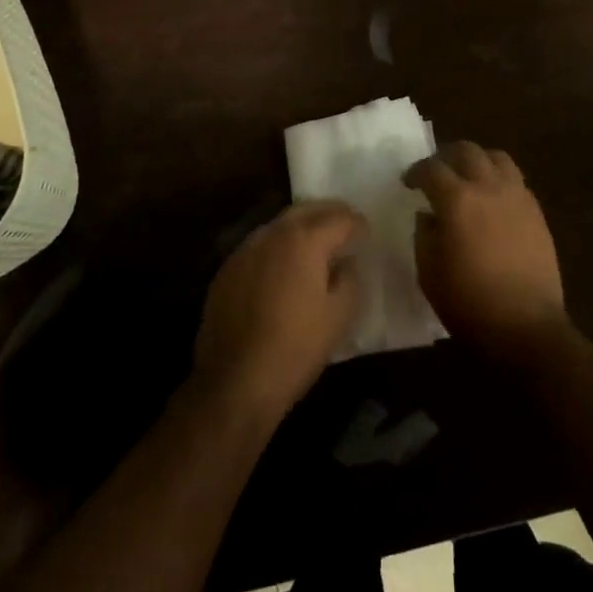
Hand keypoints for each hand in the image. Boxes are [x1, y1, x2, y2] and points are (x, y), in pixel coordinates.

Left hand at [193, 201, 366, 424]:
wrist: (234, 382)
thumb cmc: (296, 348)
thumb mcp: (339, 316)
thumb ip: (349, 279)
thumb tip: (345, 263)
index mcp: (305, 240)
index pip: (340, 218)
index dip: (357, 224)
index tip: (366, 234)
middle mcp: (273, 233)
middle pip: (307, 210)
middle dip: (329, 214)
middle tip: (344, 227)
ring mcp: (245, 249)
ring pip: (279, 225)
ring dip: (300, 228)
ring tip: (314, 247)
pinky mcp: (227, 269)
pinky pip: (259, 246)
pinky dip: (276, 248)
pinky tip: (281, 270)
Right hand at [406, 142, 567, 361]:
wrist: (526, 328)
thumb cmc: (469, 303)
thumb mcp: (429, 273)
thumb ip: (424, 235)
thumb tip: (428, 216)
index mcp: (457, 199)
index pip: (431, 169)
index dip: (416, 172)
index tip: (408, 182)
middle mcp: (488, 187)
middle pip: (467, 151)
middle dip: (446, 157)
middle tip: (437, 173)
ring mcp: (517, 196)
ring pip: (497, 157)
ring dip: (478, 160)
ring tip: (468, 177)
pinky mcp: (536, 212)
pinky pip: (516, 180)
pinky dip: (499, 180)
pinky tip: (493, 200)